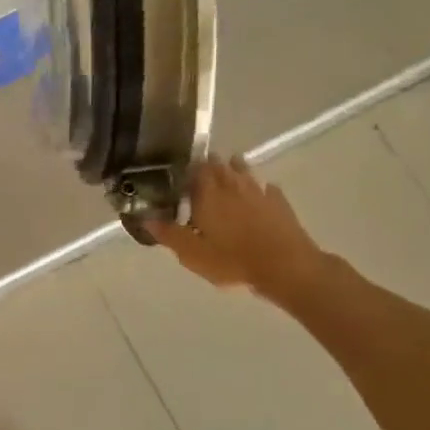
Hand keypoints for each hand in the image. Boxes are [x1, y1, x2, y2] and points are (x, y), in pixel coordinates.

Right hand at [147, 157, 329, 301]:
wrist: (285, 266)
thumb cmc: (231, 259)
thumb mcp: (191, 253)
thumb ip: (168, 234)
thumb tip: (145, 218)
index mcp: (207, 195)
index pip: (195, 170)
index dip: (188, 167)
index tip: (181, 168)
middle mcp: (232, 186)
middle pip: (220, 166)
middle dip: (211, 164)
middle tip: (203, 165)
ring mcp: (259, 192)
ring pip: (245, 171)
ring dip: (236, 168)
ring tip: (231, 166)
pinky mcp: (280, 204)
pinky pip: (269, 189)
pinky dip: (262, 188)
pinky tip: (263, 191)